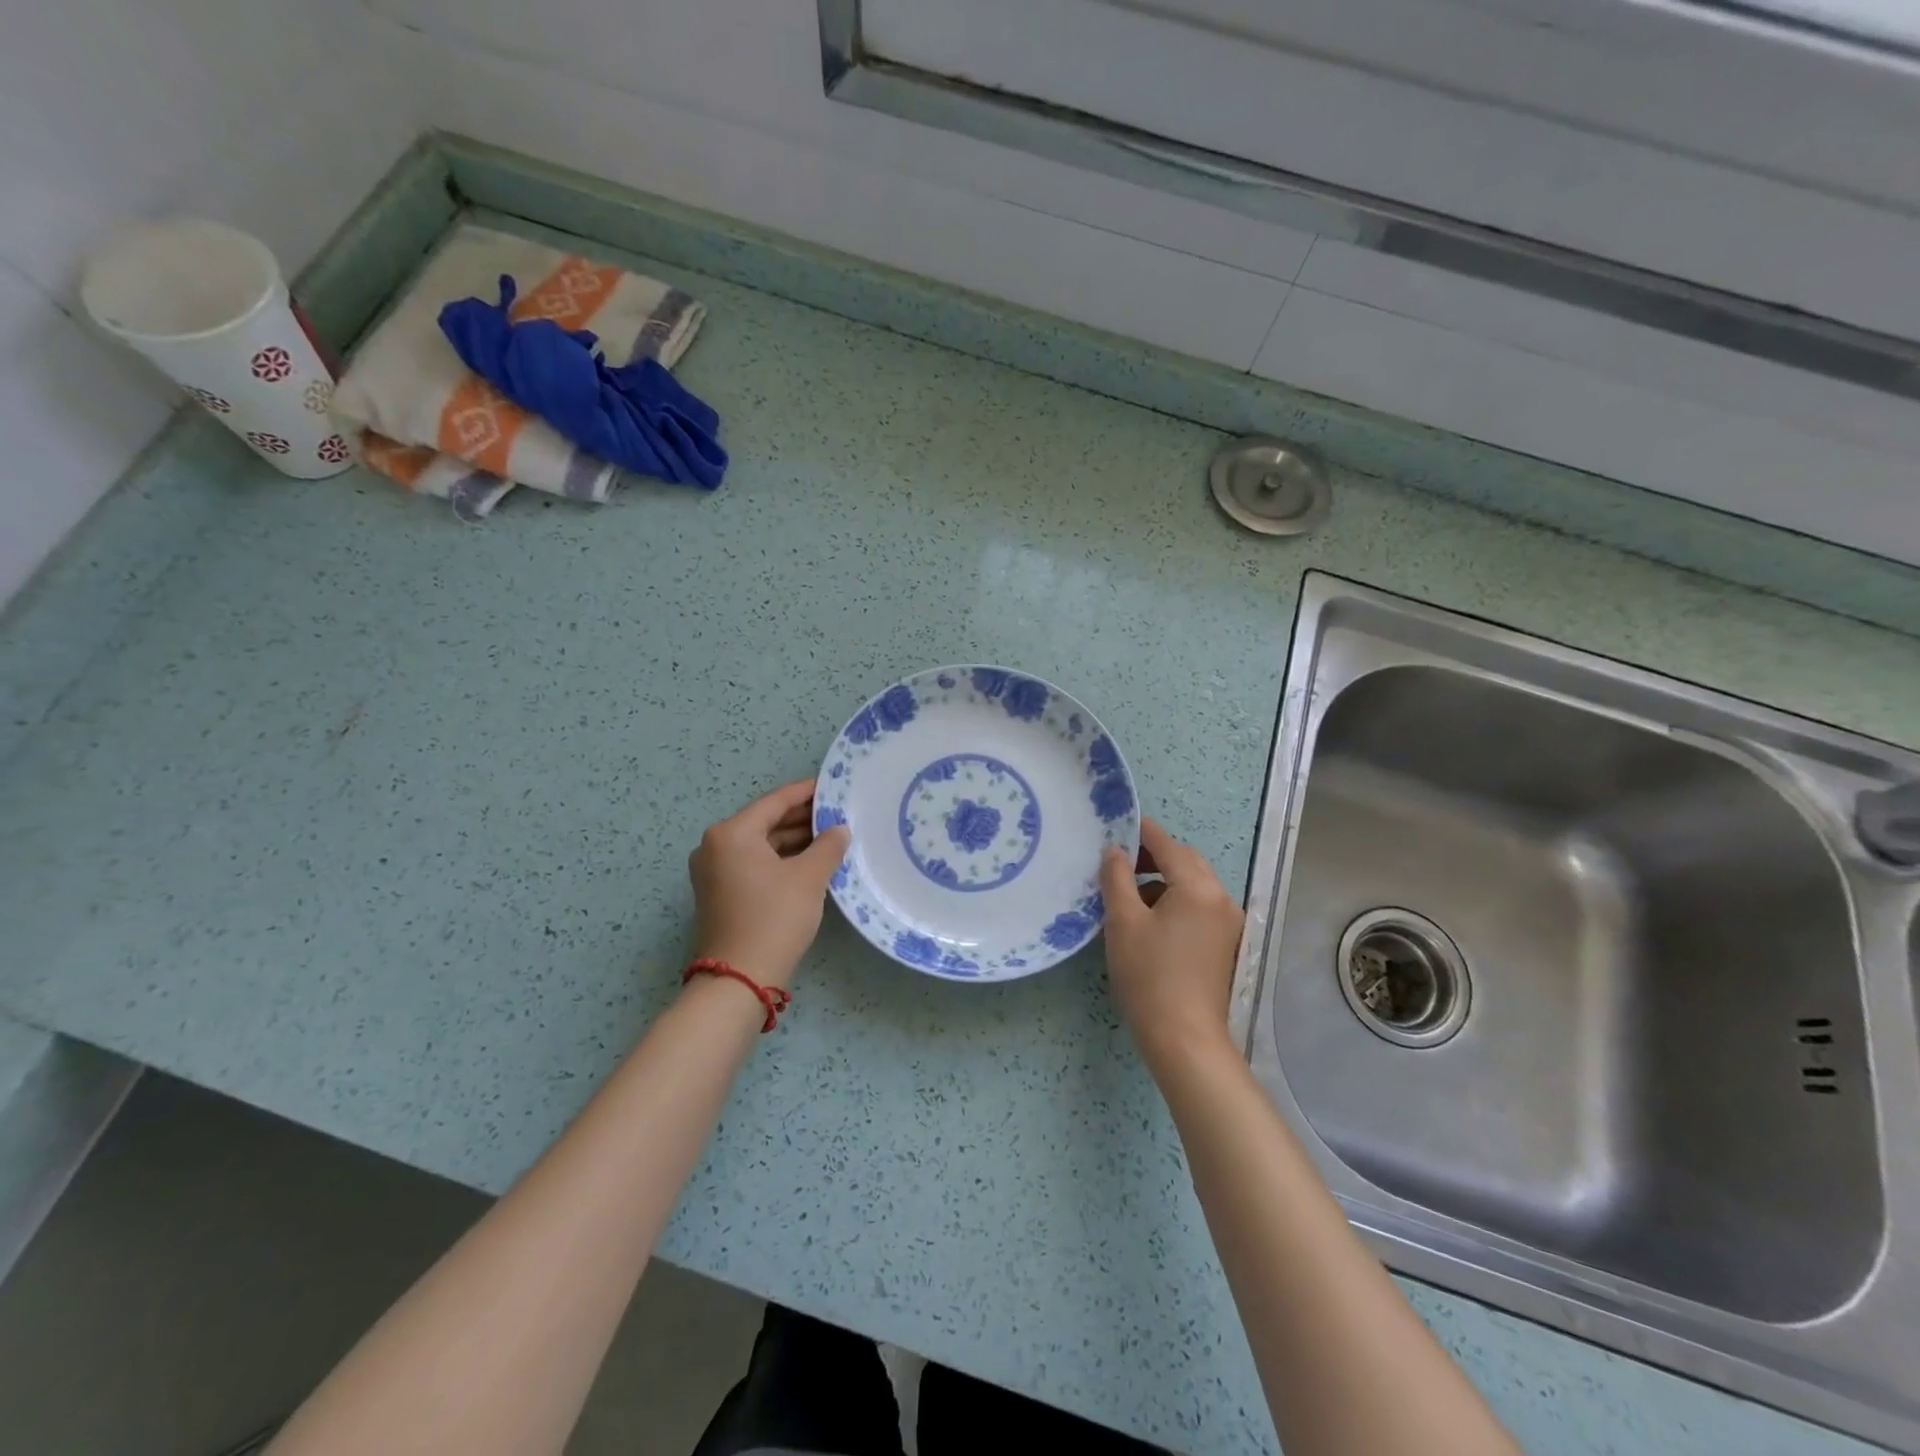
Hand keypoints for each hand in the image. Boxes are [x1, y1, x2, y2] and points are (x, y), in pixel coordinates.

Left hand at [689, 779, 850, 989]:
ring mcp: (714, 871)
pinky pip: (754, 863)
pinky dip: (780, 859)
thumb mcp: (809, 878)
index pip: (775, 801)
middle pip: (765, 821)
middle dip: (802, 818)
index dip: (807, 793)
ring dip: (793, 841)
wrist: (740, 979)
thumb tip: (839, 830)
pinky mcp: (720, 893)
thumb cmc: (774, 918)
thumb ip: (827, 846)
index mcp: (731, 833)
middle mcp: (715, 846)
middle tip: (838, 814)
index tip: (833, 787)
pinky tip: (810, 862)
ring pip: (760, 844)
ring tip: (831, 837)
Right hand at [1100, 818, 1245, 1072]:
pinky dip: (1177, 902)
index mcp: (1197, 887)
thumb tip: (1114, 851)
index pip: (1167, 844)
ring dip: (1165, 880)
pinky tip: (1151, 921)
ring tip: (1130, 895)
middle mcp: (1221, 898)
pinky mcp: (1226, 944)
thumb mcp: (1123, 922)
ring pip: (1194, 885)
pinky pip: (1200, 907)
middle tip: (1119, 863)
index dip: (1141, 832)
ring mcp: (1228, 923)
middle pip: (1186, 862)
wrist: (1184, 1038)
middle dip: (1154, 856)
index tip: (1117, 824)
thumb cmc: (1148, 975)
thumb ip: (1116, 878)